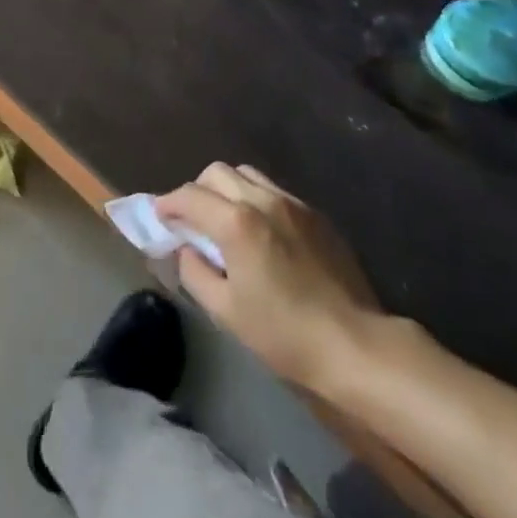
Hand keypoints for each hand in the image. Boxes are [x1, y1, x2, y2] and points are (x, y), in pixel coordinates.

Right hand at [157, 163, 382, 391]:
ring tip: (226, 219)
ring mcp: (292, 203)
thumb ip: (195, 272)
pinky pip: (274, 190)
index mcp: (236, 222)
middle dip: (196, 190)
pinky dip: (255, 198)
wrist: (357, 345)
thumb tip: (186, 249)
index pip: (189, 196)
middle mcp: (261, 199)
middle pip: (216, 172)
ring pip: (246, 173)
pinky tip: (261, 230)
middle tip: (193, 219)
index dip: (168, 203)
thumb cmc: (285, 334)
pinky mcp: (315, 214)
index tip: (159, 216)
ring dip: (227, 189)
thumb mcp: (226, 312)